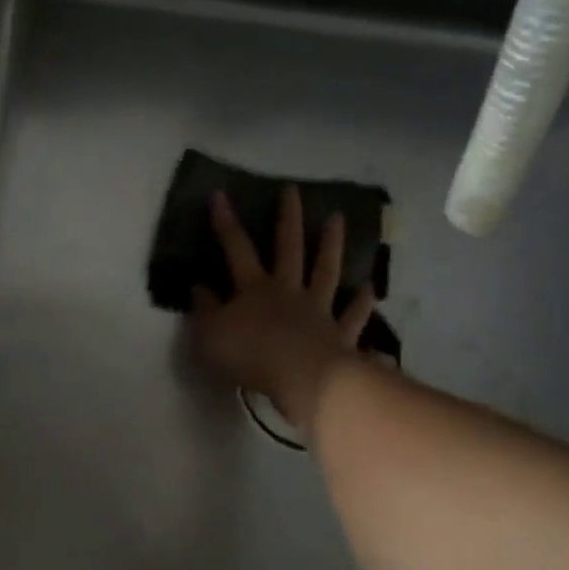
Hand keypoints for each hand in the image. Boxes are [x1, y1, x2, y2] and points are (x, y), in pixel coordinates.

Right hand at [190, 186, 376, 435]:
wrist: (300, 378)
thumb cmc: (249, 355)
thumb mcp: (210, 334)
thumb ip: (204, 309)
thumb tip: (198, 287)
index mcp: (254, 289)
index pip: (237, 248)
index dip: (226, 222)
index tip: (220, 195)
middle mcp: (288, 291)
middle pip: (289, 248)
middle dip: (289, 218)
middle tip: (293, 191)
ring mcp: (318, 310)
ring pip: (326, 271)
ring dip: (331, 245)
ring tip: (338, 219)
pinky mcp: (340, 334)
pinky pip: (353, 315)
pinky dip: (362, 302)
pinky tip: (369, 288)